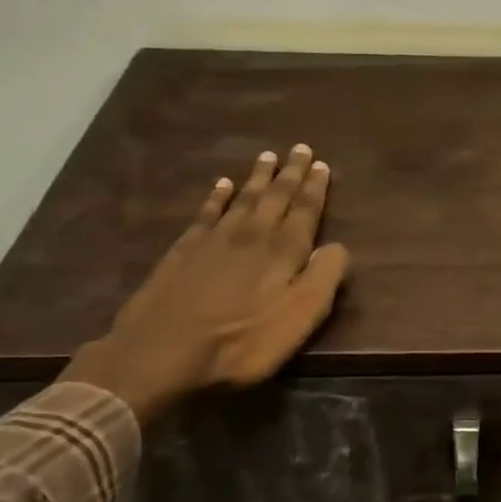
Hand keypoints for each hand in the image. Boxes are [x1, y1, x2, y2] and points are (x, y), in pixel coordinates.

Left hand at [61, 145, 350, 422]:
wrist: (162, 353)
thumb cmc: (242, 342)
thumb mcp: (300, 318)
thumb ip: (324, 278)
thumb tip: (338, 246)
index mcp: (284, 252)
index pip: (305, 211)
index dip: (315, 188)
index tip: (322, 164)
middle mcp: (252, 235)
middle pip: (275, 197)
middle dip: (290, 173)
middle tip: (300, 148)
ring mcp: (214, 240)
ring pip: (243, 199)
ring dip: (258, 178)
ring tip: (267, 157)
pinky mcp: (184, 251)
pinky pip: (206, 213)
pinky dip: (217, 196)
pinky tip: (221, 185)